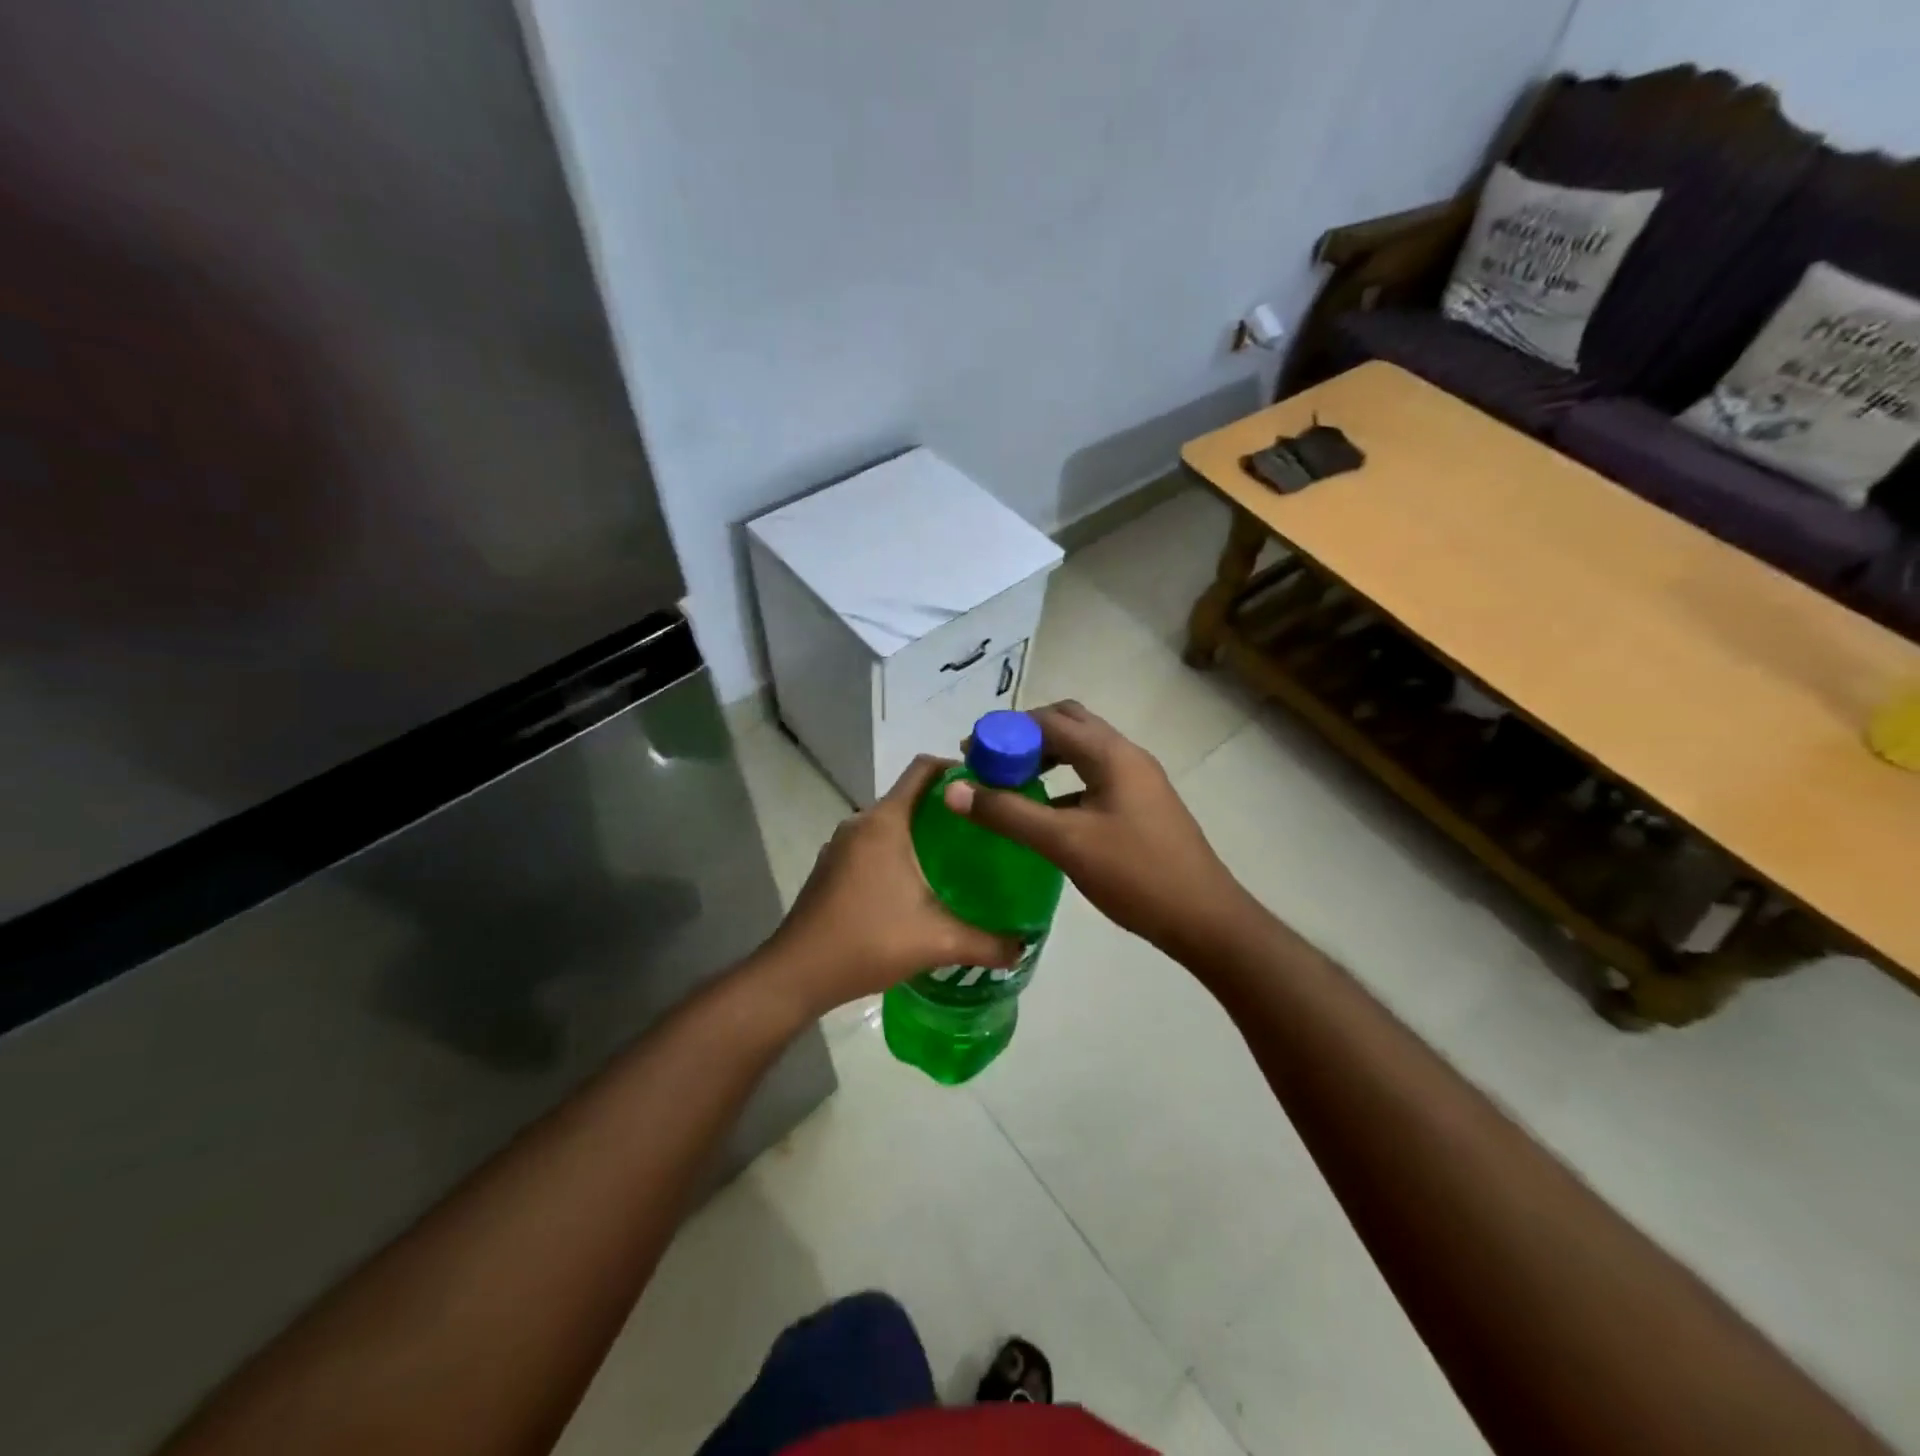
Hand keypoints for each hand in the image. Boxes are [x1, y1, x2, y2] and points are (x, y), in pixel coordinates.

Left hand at [759, 756, 1021, 1016]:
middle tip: (983, 830)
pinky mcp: (831, 867)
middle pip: (909, 796)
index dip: (957, 768)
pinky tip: (917, 886)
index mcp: (885, 822)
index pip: (923, 769)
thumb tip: (1023, 947)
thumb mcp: (936, 941)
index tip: (988, 786)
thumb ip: (986, 943)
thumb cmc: (868, 941)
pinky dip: (898, 851)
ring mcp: (840, 845)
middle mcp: (860, 823)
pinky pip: (872, 844)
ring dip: (921, 832)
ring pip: (890, 823)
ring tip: (957, 858)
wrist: (797, 973)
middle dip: (946, 807)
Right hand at [943, 701, 1249, 957]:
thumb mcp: (1065, 843)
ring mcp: (1137, 781)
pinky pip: (1093, 777)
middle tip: (991, 761)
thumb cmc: (1135, 874)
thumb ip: (1008, 813)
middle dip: (1026, 736)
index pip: (1049, 721)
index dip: (1005, 730)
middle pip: (1069, 724)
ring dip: (1045, 757)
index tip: (971, 752)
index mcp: (1111, 754)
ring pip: (1082, 751)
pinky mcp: (1140, 806)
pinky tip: (1044, 812)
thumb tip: (953, 789)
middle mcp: (1126, 756)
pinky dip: (1063, 782)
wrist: (1204, 918)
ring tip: (1010, 782)